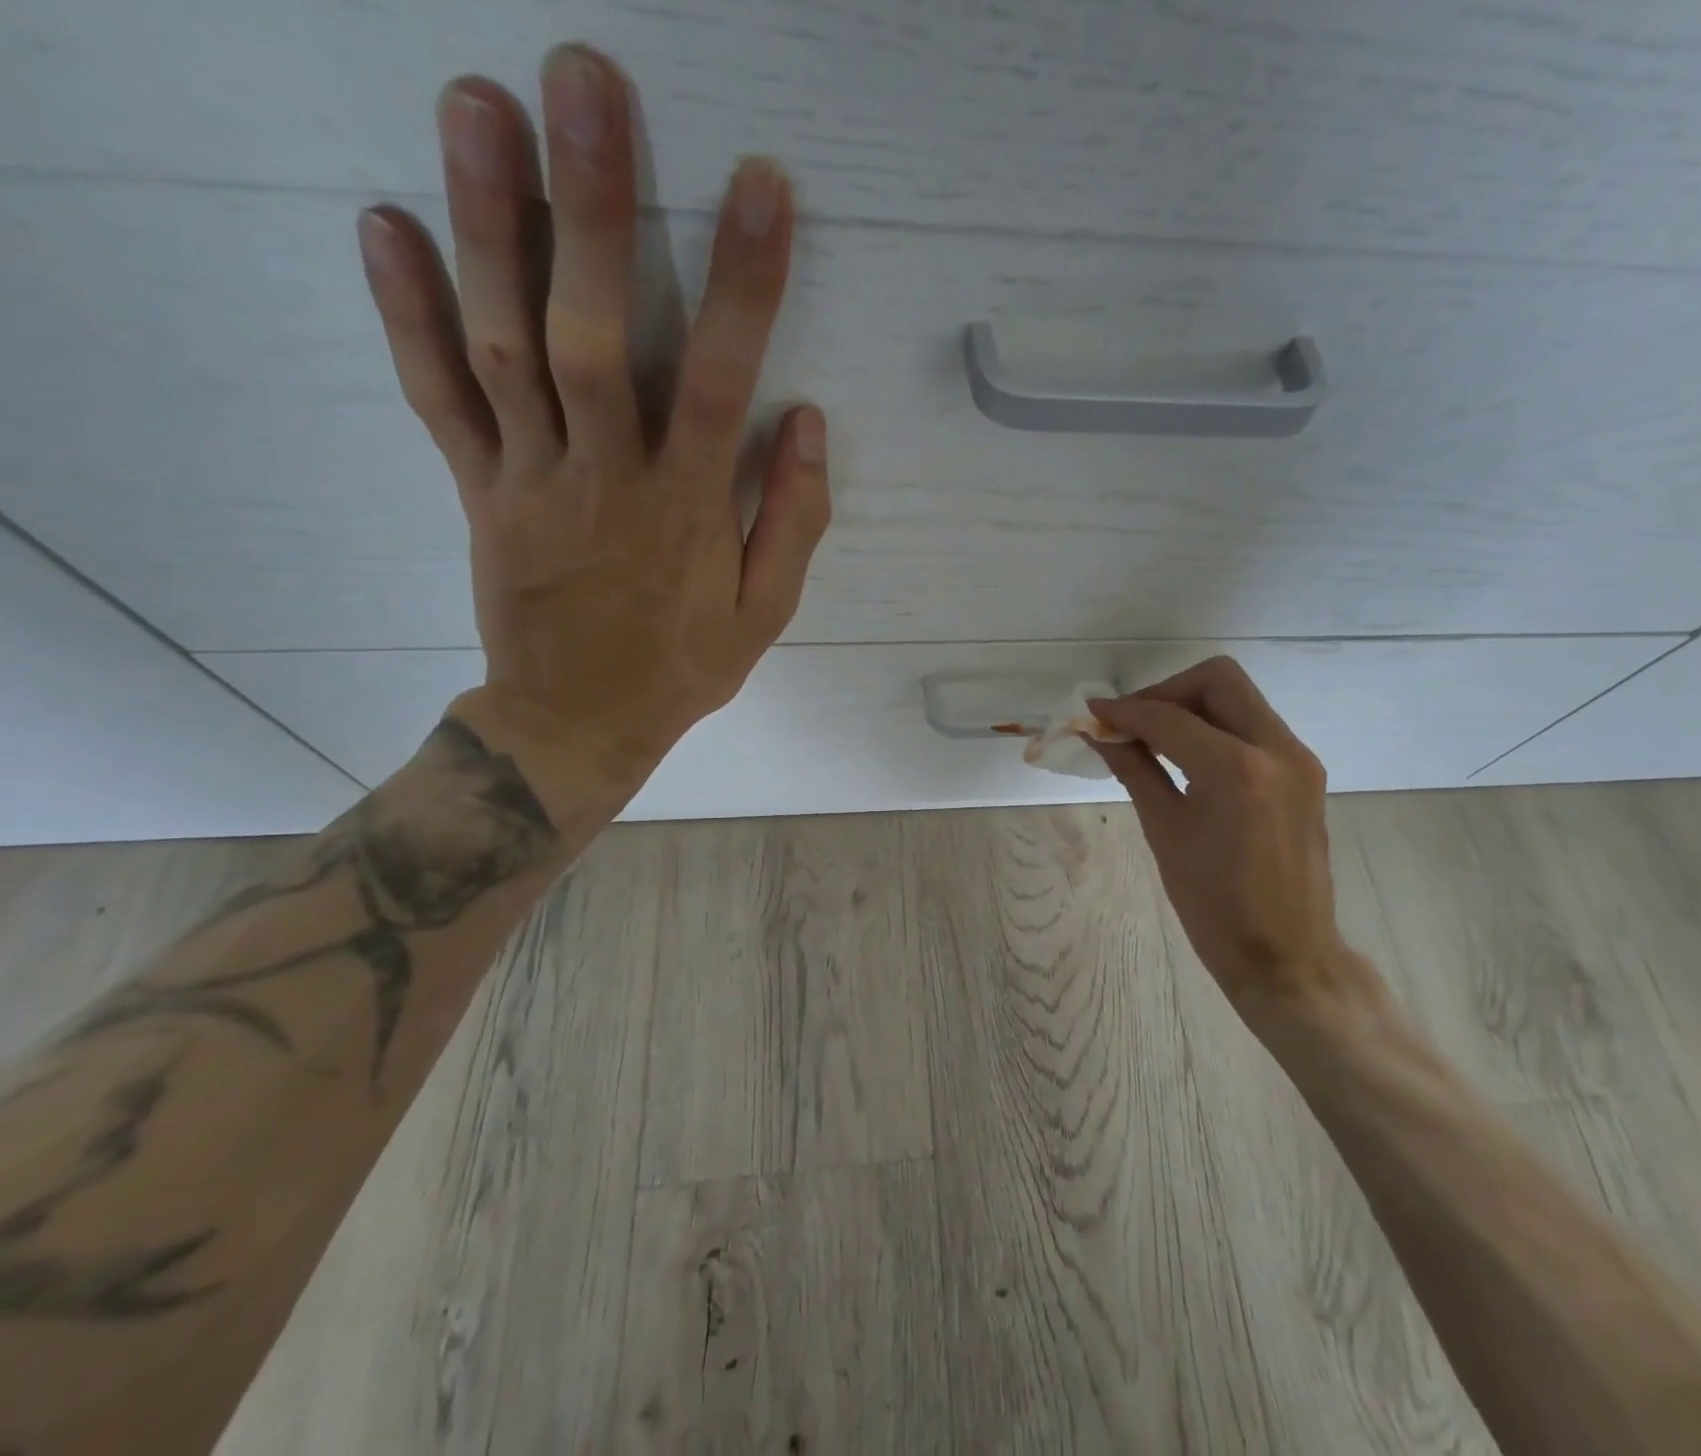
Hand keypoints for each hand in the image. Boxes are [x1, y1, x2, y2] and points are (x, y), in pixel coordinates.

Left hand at [355, 45, 828, 819]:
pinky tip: (384, 224)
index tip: (760, 187)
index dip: (742, 285)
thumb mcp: (764, 614)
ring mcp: (529, 479)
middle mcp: (604, 478)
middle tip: (586, 81)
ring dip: (486, 224)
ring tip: (476, 101)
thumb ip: (792, 522)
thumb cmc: (681, 667)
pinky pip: (437, 399)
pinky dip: (407, 315)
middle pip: (592, 335)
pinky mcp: (478, 491)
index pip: (719, 383)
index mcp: (686, 511)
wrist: (575, 722)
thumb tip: (807, 423)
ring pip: (503, 346)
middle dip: (591, 207)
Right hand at [1091, 658, 1385, 1026]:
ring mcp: (1298, 759)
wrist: (1286, 956)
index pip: (1169, 717)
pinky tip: (1189, 760)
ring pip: (1239, 699)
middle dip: (1166, 693)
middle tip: (1133, 726)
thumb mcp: (1165, 832)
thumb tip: (1103, 736)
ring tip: (1155, 743)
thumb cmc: (1214, 906)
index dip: (1124, 712)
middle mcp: (1276, 748)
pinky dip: (1217, 729)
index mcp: (1235, 769)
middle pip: (1217, 679)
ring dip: (1192, 708)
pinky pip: (1255, 727)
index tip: (1092, 716)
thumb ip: (1134, 770)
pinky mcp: (1305, 773)